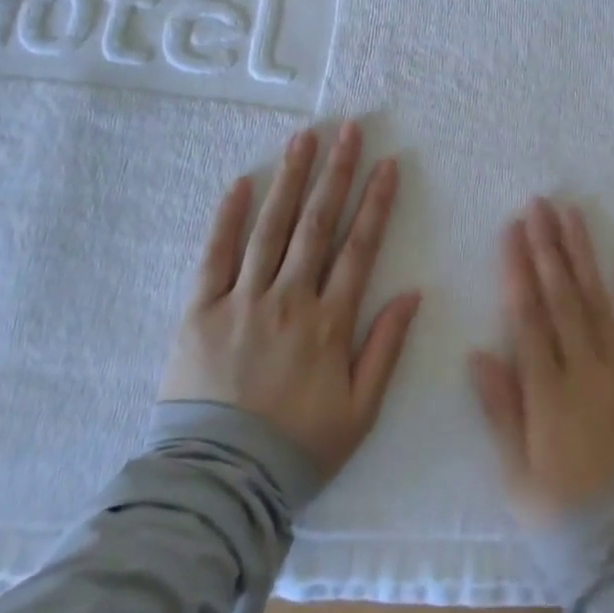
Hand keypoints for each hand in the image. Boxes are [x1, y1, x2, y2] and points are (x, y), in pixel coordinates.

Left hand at [161, 123, 421, 480]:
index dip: (376, 203)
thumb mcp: (361, 410)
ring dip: (290, 180)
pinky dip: (228, 217)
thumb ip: (386, 348)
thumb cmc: (298, 447)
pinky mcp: (201, 310)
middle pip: (317, 224)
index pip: (359, 248)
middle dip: (336, 173)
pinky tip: (242, 183)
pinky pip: (215, 255)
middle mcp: (289, 299)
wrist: (219, 482)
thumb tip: (412, 293)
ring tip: (303, 138)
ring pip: (271, 228)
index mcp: (330, 322)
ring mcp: (243, 300)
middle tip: (348, 130)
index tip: (387, 164)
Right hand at [470, 199, 613, 525]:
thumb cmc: (564, 520)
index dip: (519, 270)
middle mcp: (586, 373)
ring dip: (586, 259)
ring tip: (574, 218)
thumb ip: (500, 411)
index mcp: (548, 394)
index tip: (513, 230)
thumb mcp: (516, 476)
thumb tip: (479, 353)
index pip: (528, 318)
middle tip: (541, 205)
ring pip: (600, 306)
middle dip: (549, 249)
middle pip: (563, 300)